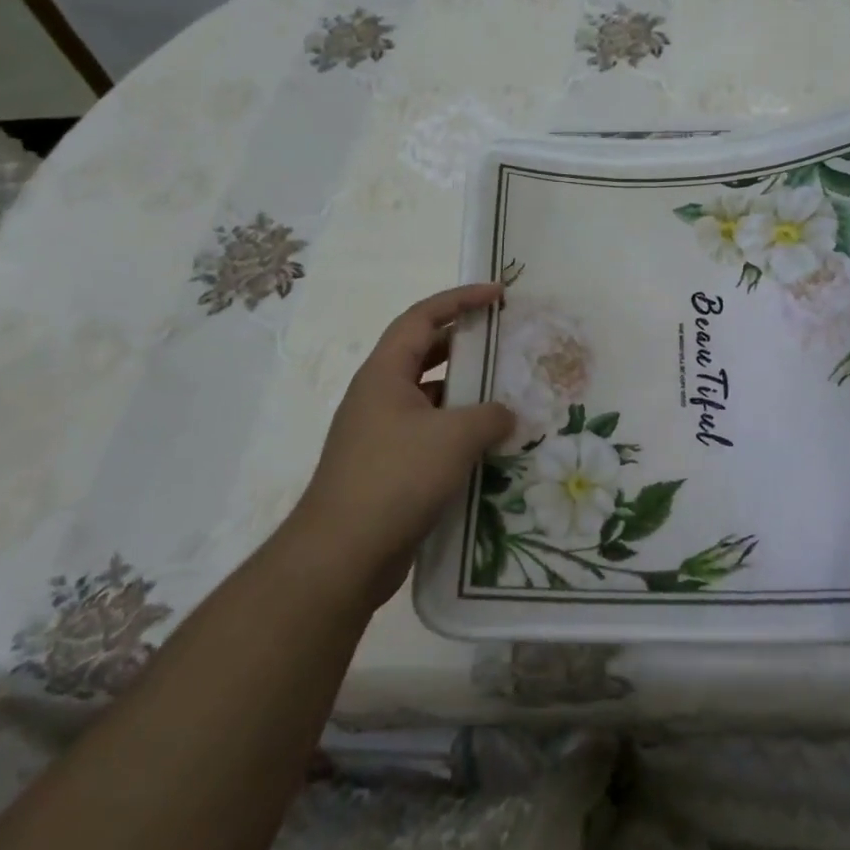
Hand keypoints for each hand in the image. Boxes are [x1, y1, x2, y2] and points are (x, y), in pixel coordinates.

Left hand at [289, 284, 514, 604]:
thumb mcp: (454, 437)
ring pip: (430, 399)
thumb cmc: (396, 478)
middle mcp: (379, 396)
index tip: (498, 295)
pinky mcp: (387, 469)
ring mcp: (380, 434)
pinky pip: (429, 435)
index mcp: (385, 373)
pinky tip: (489, 449)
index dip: (461, 299)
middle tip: (504, 342)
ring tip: (507, 397)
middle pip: (425, 354)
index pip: (423, 317)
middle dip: (465, 344)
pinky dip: (458, 434)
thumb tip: (505, 415)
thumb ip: (489, 415)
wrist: (342, 555)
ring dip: (465, 395)